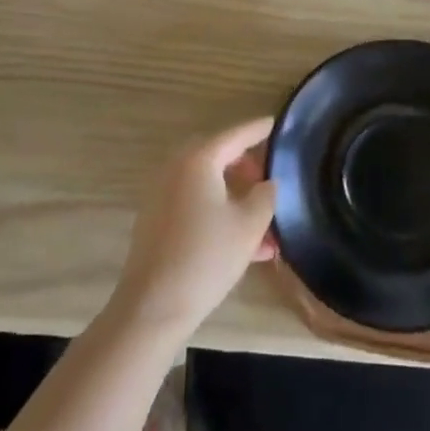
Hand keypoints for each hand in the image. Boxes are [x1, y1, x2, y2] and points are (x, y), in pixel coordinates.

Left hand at [107, 118, 276, 344]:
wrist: (153, 307)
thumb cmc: (206, 257)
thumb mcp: (249, 225)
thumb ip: (265, 195)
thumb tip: (267, 184)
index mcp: (199, 159)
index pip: (236, 135)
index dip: (258, 130)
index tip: (276, 124)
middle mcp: (176, 168)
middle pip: (218, 155)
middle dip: (245, 165)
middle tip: (267, 178)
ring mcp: (162, 194)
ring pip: (207, 183)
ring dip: (234, 195)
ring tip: (263, 222)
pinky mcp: (156, 220)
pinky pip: (194, 203)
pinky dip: (218, 211)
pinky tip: (243, 243)